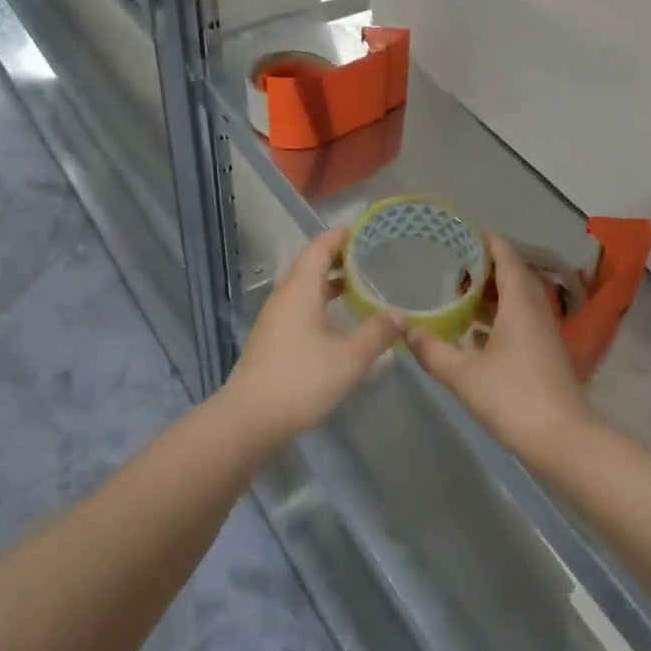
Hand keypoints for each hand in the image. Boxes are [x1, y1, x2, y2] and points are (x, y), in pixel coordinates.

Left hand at [219, 230, 404, 448]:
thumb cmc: (302, 380)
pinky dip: (320, 303)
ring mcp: (275, 319)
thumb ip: (377, 333)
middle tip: (370, 257)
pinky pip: (299, 307)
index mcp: (300, 289)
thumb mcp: (350, 357)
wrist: (250, 419)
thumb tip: (400, 315)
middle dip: (339, 257)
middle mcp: (284, 297)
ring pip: (304, 288)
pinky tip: (338, 322)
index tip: (367, 230)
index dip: (342, 236)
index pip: (320, 247)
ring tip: (359, 286)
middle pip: (310, 265)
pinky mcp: (272, 340)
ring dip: (329, 282)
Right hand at [404, 234, 595, 457]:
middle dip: (487, 267)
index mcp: (520, 305)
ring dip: (493, 294)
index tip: (466, 233)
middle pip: (514, 277)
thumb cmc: (513, 398)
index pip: (508, 259)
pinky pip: (521, 321)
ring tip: (460, 294)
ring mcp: (544, 334)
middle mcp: (536, 312)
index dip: (490, 243)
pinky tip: (475, 333)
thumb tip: (403, 327)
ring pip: (518, 301)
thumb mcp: (463, 374)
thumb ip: (431, 349)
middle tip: (454, 264)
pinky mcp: (545, 354)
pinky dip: (499, 317)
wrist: (562, 440)